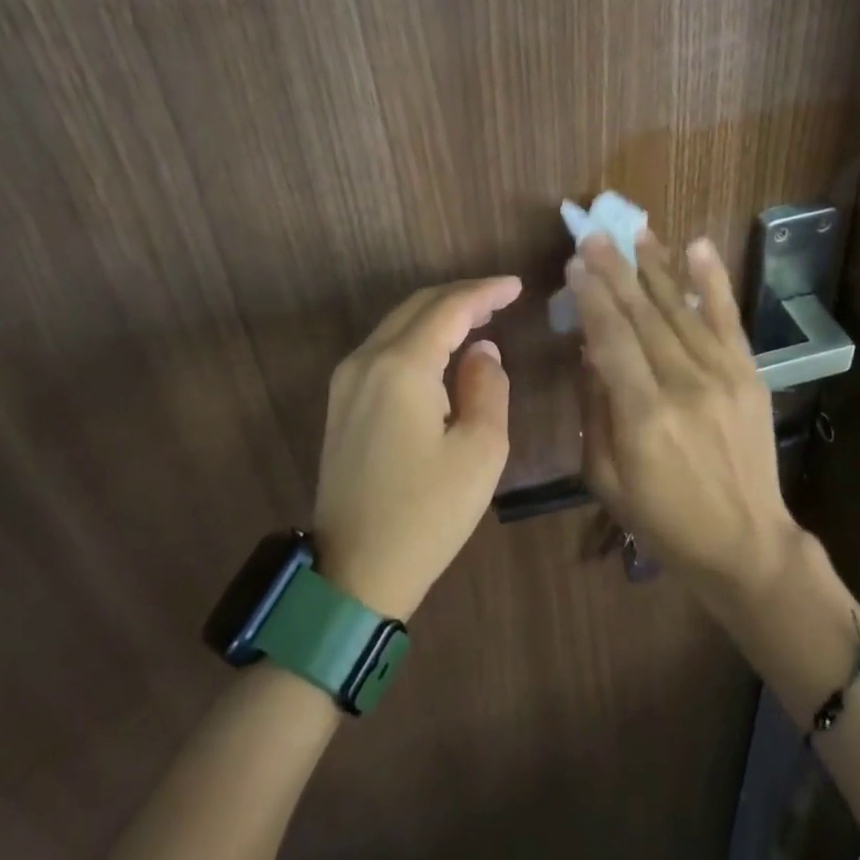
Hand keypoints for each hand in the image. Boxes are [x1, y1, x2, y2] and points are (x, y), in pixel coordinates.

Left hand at [313, 276, 522, 618]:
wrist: (353, 574)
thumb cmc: (427, 515)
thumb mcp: (479, 452)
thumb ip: (487, 387)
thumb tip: (481, 351)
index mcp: (401, 367)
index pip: (448, 308)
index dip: (485, 292)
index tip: (517, 285)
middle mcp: (367, 360)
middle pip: (418, 306)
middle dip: (462, 296)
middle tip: (502, 297)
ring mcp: (347, 381)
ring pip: (398, 324)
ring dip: (439, 314)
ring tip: (480, 316)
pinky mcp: (342, 402)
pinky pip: (385, 347)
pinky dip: (419, 336)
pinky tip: (444, 348)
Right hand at [567, 231, 800, 602]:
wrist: (747, 544)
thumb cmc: (664, 519)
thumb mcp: (606, 478)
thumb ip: (595, 409)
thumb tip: (588, 351)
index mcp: (644, 416)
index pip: (611, 339)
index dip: (591, 297)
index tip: (574, 262)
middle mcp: (684, 385)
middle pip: (643, 315)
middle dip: (615, 269)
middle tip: (594, 233)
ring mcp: (722, 375)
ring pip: (680, 308)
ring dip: (655, 265)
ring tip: (635, 230)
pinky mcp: (748, 374)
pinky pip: (728, 318)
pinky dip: (712, 280)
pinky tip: (696, 246)